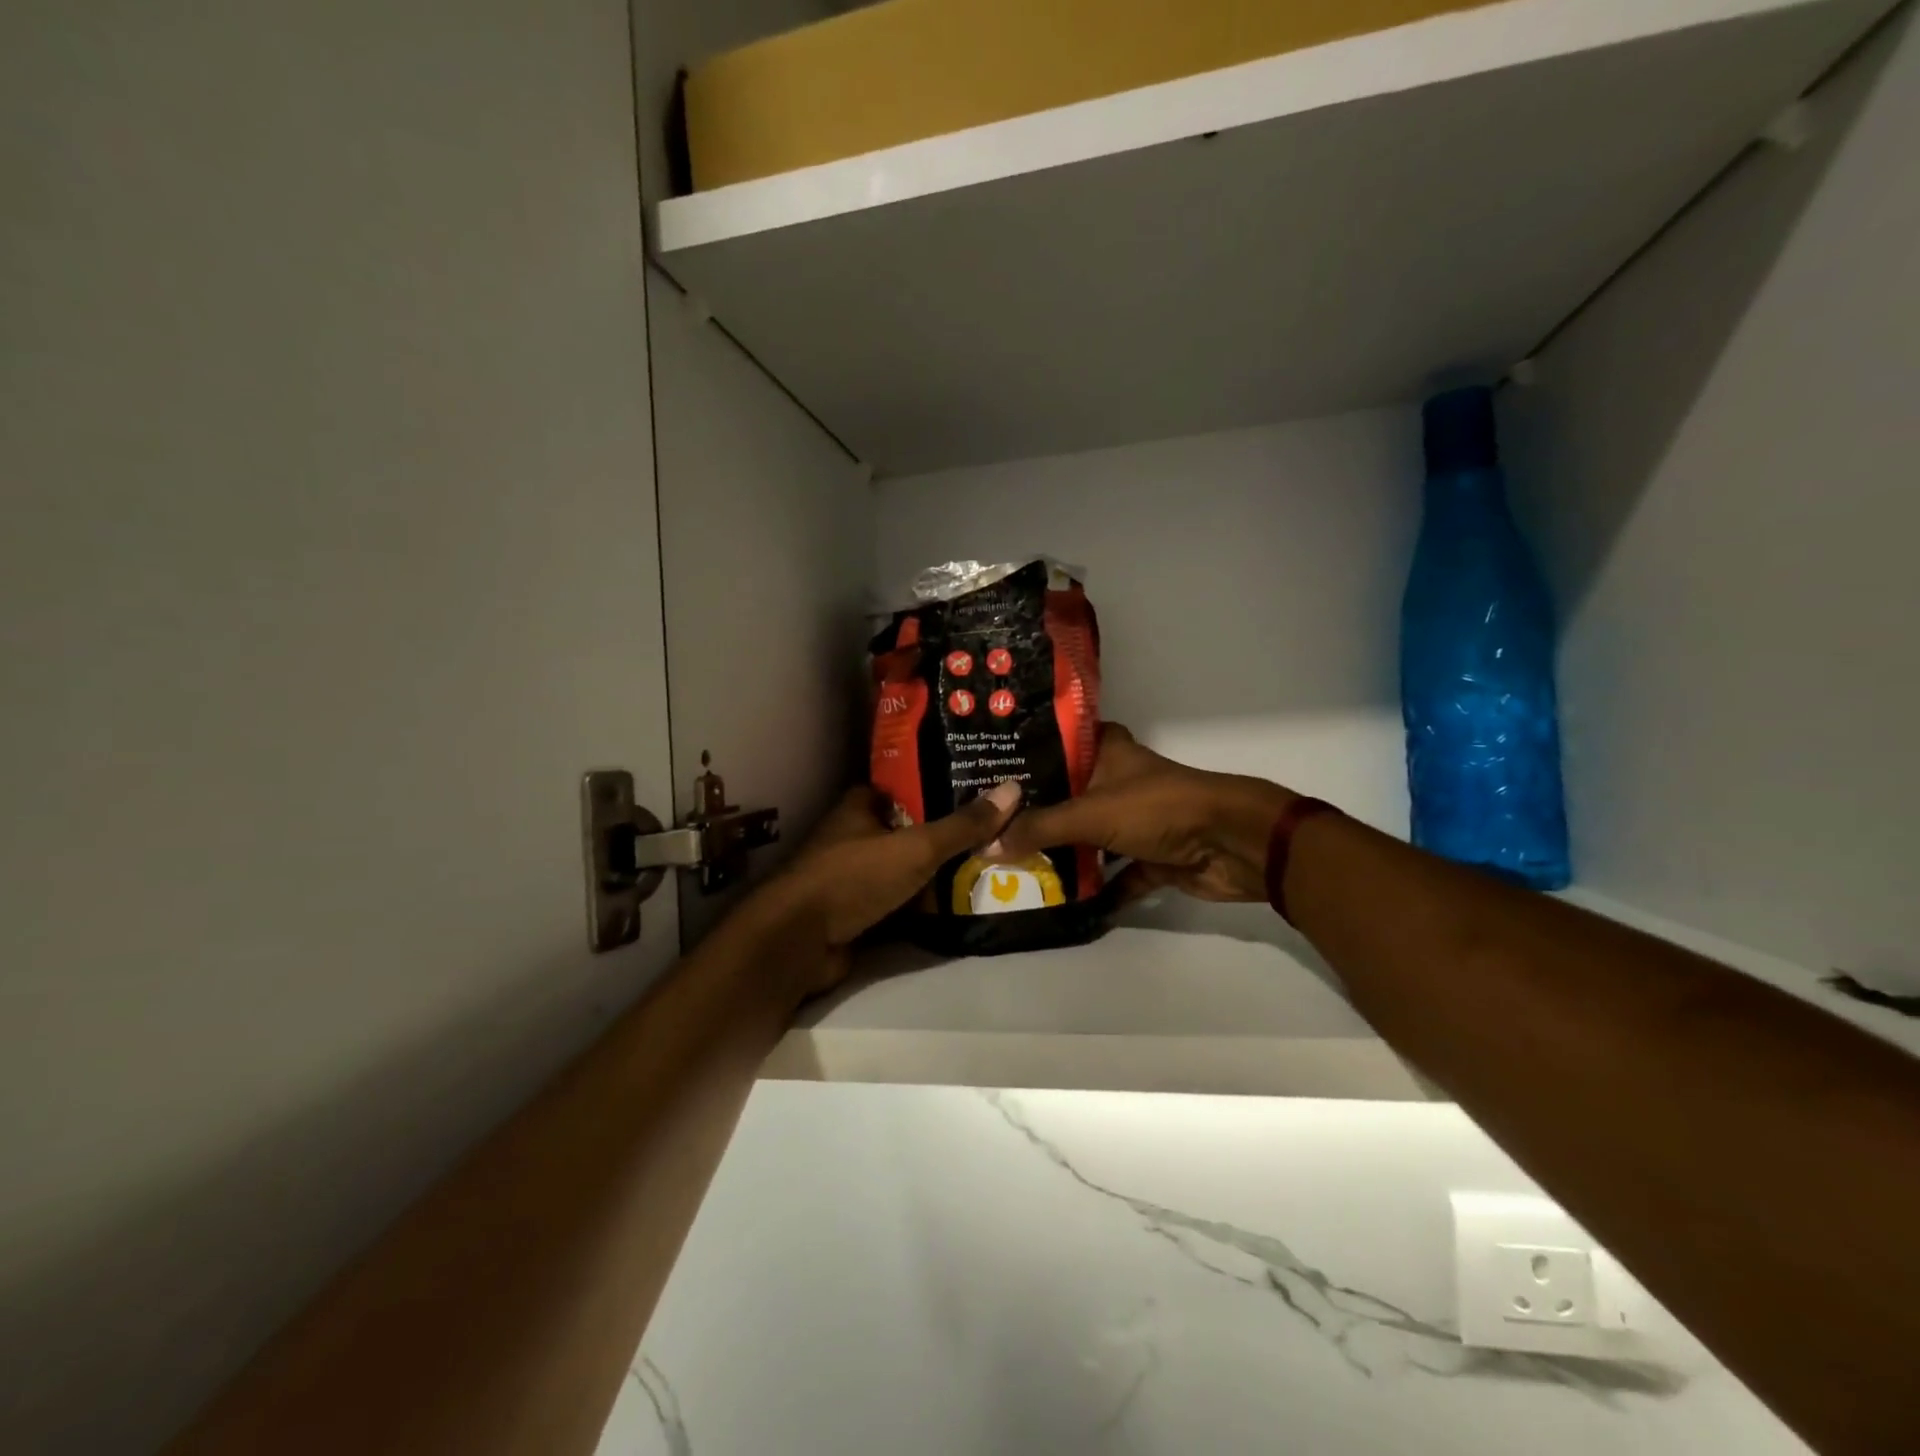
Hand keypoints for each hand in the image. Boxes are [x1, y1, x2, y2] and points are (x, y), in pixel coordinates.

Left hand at [765, 780, 1023, 993]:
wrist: (799, 942)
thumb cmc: (854, 877)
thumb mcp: (916, 847)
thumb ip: (962, 825)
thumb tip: (1013, 789)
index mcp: (859, 808)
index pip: (901, 787)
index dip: (935, 785)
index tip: (975, 788)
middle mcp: (853, 837)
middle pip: (906, 830)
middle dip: (943, 834)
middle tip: (993, 832)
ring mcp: (852, 878)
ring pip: (903, 869)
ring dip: (935, 873)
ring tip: (987, 866)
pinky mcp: (855, 914)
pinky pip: (898, 903)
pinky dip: (922, 906)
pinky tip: (958, 906)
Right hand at [985, 724, 1294, 903]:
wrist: (1233, 843)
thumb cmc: (1158, 808)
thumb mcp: (1091, 813)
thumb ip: (1040, 829)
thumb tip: (986, 845)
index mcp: (1106, 752)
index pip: (1056, 744)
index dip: (1023, 756)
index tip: (984, 772)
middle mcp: (1118, 781)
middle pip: (1067, 796)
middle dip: (1034, 814)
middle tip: (986, 828)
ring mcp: (1135, 820)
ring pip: (1089, 837)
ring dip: (1061, 854)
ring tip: (1010, 865)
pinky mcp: (1151, 856)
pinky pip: (1114, 875)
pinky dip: (1095, 889)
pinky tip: (1059, 902)